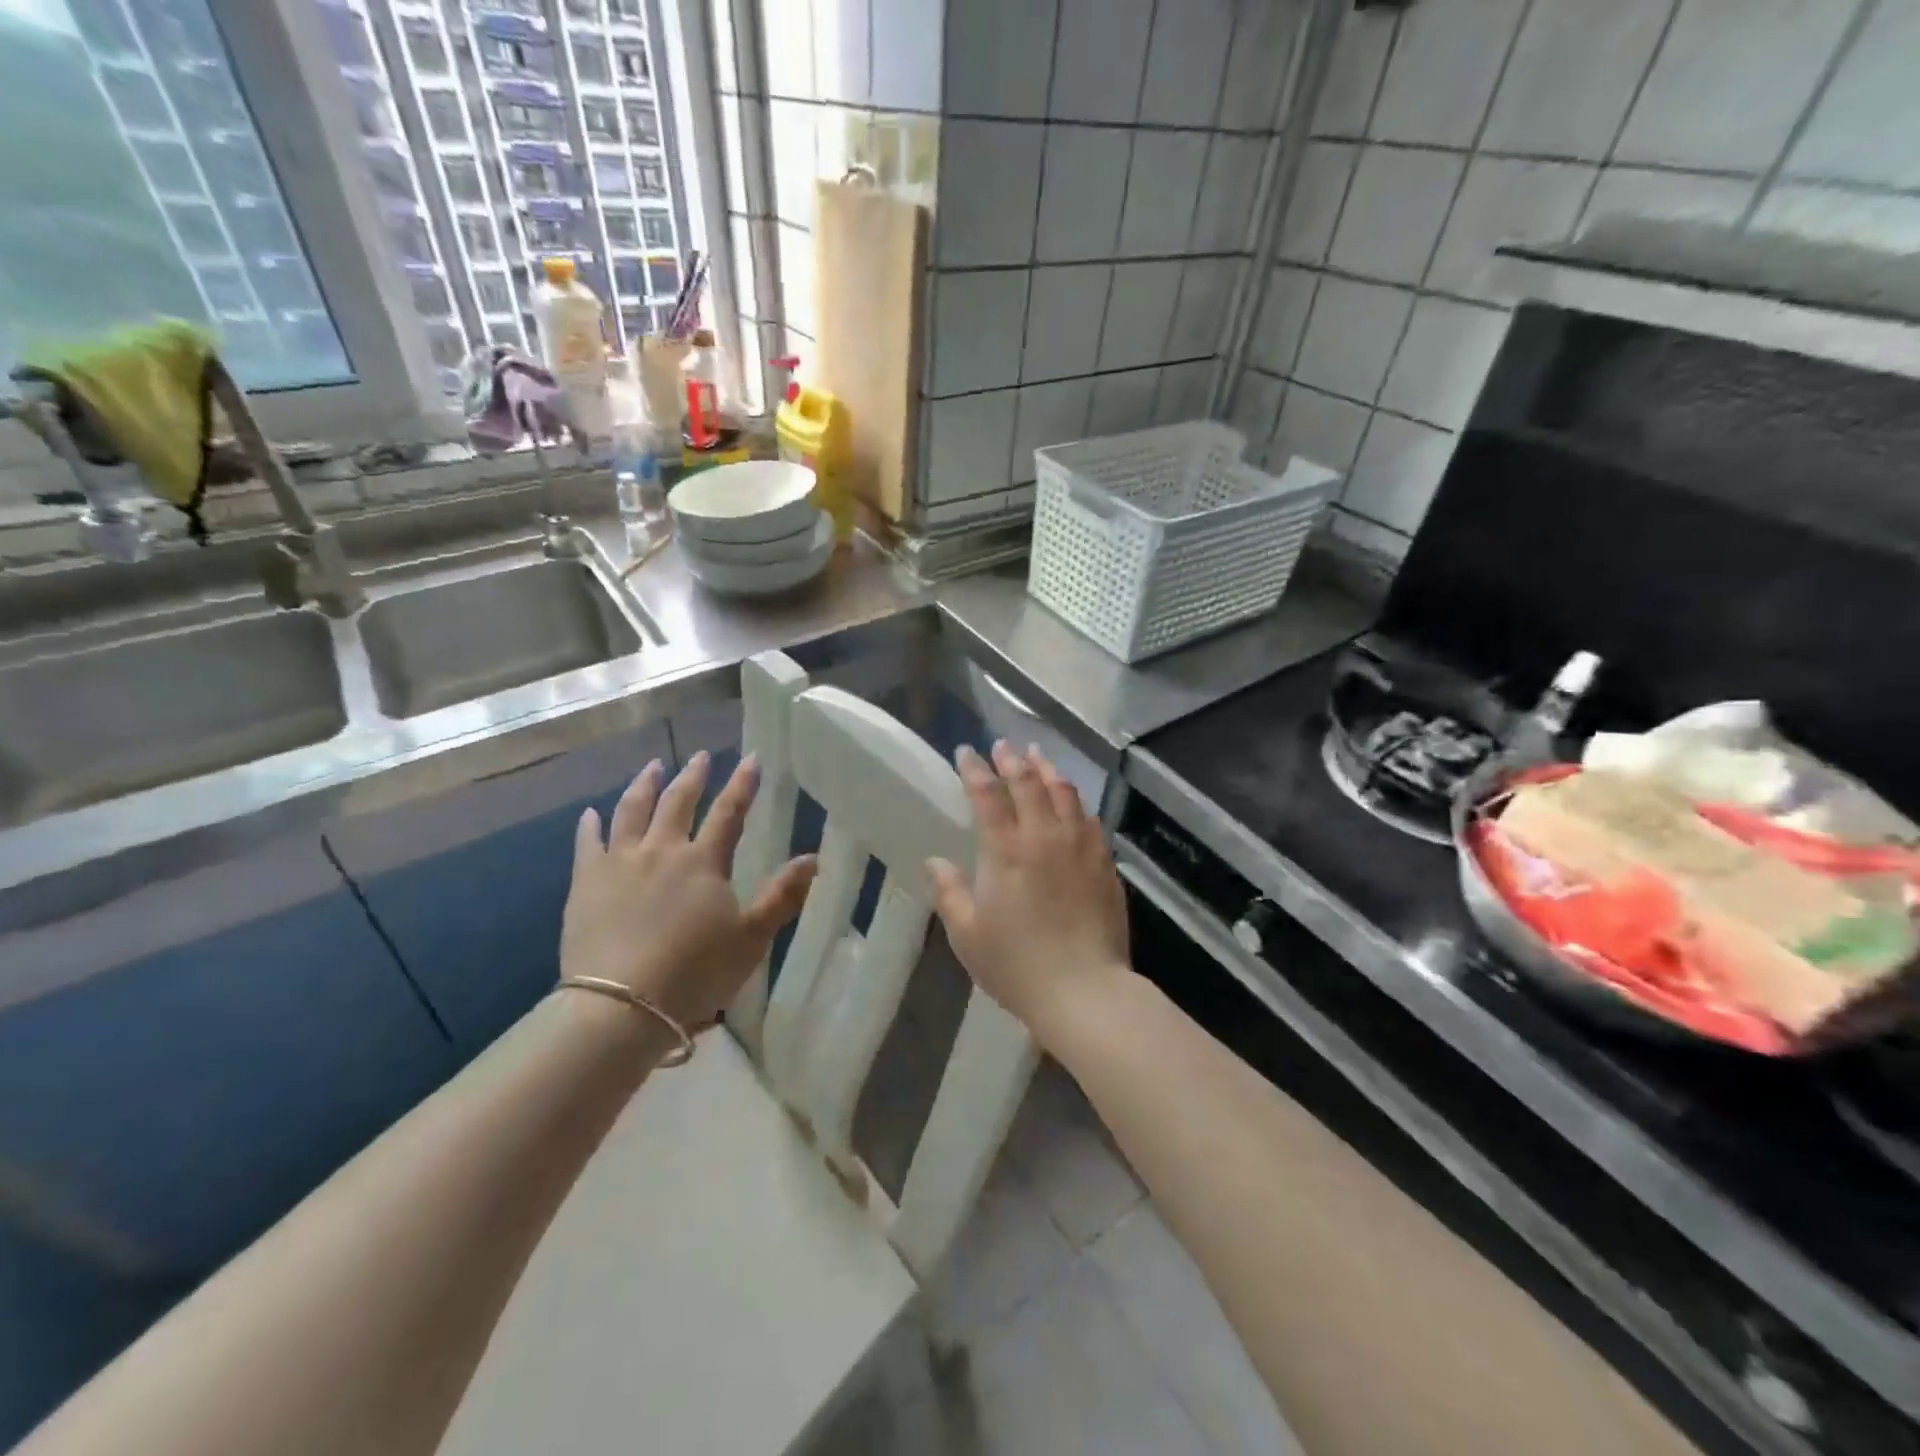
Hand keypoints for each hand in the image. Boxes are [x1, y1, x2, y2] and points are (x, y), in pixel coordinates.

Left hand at [561, 751, 815, 1029]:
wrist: (620, 1006)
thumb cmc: (694, 973)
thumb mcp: (751, 938)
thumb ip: (782, 896)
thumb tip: (814, 858)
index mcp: (703, 862)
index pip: (729, 813)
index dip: (743, 785)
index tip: (751, 758)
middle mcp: (662, 851)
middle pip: (678, 803)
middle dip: (693, 776)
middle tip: (700, 756)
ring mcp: (619, 863)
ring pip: (632, 811)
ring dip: (644, 785)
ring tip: (652, 767)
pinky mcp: (585, 883)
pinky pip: (587, 843)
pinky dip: (590, 825)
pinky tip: (590, 813)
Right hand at [929, 742, 1131, 1044]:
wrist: (1084, 990)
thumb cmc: (1017, 964)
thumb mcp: (968, 934)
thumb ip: (950, 892)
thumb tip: (937, 861)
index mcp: (1006, 850)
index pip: (987, 795)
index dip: (975, 769)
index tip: (966, 752)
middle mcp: (1044, 836)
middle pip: (1028, 783)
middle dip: (1012, 759)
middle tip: (1002, 745)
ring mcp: (1080, 846)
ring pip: (1064, 792)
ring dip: (1047, 769)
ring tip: (1037, 756)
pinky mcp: (1104, 862)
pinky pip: (1089, 818)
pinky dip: (1074, 800)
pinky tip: (1071, 800)